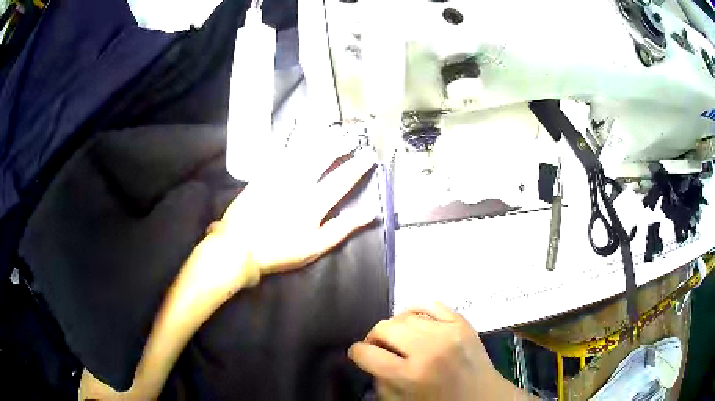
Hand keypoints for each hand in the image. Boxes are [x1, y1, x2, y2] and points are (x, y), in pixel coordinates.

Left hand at [209, 147, 377, 280]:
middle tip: (351, 135)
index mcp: (314, 202)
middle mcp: (298, 183)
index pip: (341, 180)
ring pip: (302, 151)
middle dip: (339, 145)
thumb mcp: (316, 246)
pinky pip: (279, 152)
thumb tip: (370, 213)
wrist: (239, 247)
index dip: (357, 166)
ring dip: (319, 138)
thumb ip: (343, 228)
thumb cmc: (281, 250)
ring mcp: (278, 176)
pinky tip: (296, 132)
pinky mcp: (262, 174)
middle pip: (322, 158)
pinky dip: (290, 140)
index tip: (370, 155)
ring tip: (330, 129)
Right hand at [348, 302, 530, 399]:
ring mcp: (448, 331)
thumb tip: (369, 359)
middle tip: (377, 348)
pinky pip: (432, 303)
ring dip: (395, 327)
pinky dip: (417, 310)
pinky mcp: (463, 322)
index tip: (358, 355)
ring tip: (398, 339)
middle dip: (373, 338)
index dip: (356, 354)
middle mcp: (428, 348)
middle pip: (384, 328)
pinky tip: (415, 321)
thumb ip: (380, 381)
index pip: (366, 353)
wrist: (484, 398)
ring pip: (404, 315)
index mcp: (410, 375)